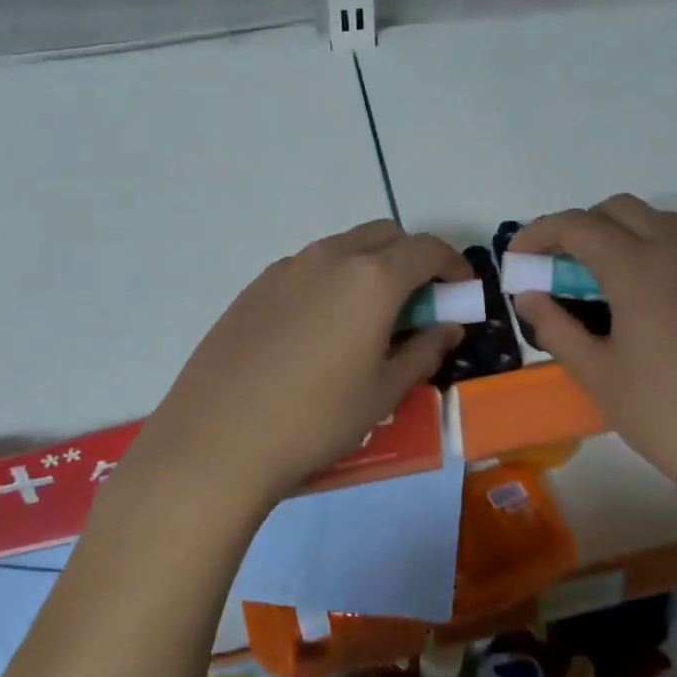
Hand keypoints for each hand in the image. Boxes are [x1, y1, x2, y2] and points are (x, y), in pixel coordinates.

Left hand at [122, 220, 469, 510]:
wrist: (216, 441)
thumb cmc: (316, 419)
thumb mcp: (384, 392)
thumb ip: (425, 351)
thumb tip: (448, 328)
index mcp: (371, 278)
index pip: (426, 249)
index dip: (453, 266)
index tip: (460, 292)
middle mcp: (330, 257)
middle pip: (385, 235)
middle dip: (411, 259)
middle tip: (417, 304)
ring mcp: (287, 268)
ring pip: (344, 248)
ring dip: (370, 267)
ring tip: (366, 320)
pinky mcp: (255, 286)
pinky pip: (309, 268)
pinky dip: (332, 281)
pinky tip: (319, 331)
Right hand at [510, 196, 676, 510]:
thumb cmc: (668, 416)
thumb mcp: (599, 376)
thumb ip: (557, 328)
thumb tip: (528, 296)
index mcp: (637, 269)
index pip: (577, 226)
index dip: (538, 234)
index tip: (516, 260)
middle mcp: (673, 253)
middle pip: (617, 209)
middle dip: (577, 226)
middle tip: (555, 267)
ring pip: (652, 220)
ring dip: (615, 231)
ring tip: (594, 279)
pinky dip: (646, 247)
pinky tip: (637, 297)